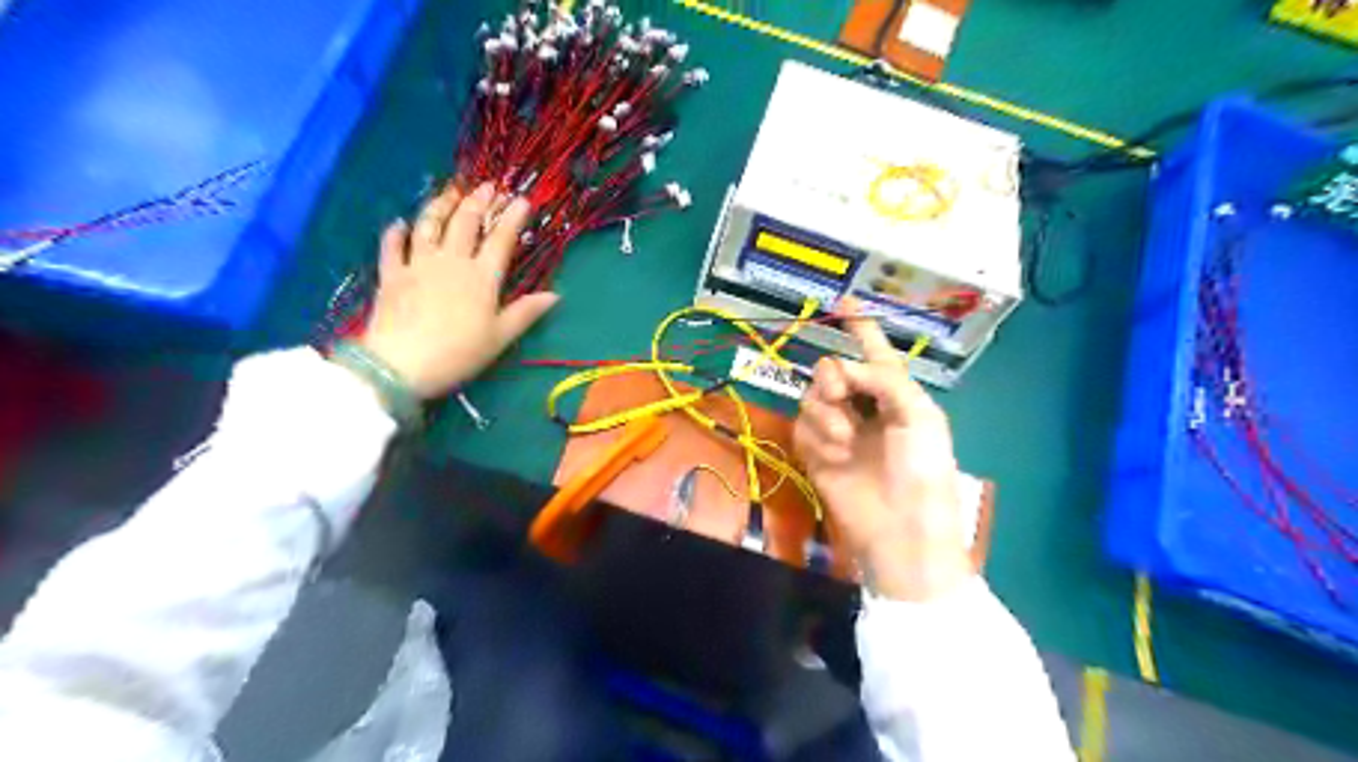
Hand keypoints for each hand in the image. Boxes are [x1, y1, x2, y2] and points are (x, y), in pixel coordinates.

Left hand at [356, 183, 558, 399]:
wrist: (401, 364)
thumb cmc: (459, 353)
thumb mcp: (500, 337)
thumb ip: (526, 313)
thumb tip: (555, 295)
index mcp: (482, 277)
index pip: (501, 239)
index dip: (512, 217)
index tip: (521, 199)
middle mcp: (451, 261)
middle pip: (465, 223)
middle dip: (478, 201)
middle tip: (487, 187)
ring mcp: (418, 264)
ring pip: (429, 225)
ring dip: (441, 205)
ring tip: (450, 191)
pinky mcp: (391, 275)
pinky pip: (392, 246)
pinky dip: (396, 232)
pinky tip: (400, 223)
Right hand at [793, 301, 969, 601]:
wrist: (900, 529)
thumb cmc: (923, 471)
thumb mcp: (919, 416)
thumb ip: (882, 379)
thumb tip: (839, 369)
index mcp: (895, 394)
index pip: (875, 352)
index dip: (861, 327)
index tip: (844, 303)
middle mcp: (863, 407)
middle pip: (831, 371)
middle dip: (832, 377)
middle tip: (839, 394)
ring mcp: (837, 430)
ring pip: (812, 397)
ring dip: (826, 413)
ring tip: (845, 440)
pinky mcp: (815, 453)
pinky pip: (802, 427)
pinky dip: (817, 437)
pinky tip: (835, 456)